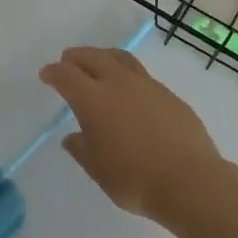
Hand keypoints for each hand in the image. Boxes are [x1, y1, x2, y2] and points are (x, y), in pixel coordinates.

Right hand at [39, 45, 221, 226]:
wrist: (190, 181)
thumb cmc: (134, 179)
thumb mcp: (98, 169)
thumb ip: (82, 149)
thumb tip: (73, 137)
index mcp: (93, 99)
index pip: (67, 75)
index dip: (54, 72)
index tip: (47, 74)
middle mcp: (119, 84)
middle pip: (93, 57)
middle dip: (77, 57)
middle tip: (67, 60)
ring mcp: (148, 86)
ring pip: (120, 59)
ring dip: (103, 56)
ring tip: (98, 62)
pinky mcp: (169, 95)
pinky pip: (142, 75)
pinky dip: (127, 74)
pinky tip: (130, 90)